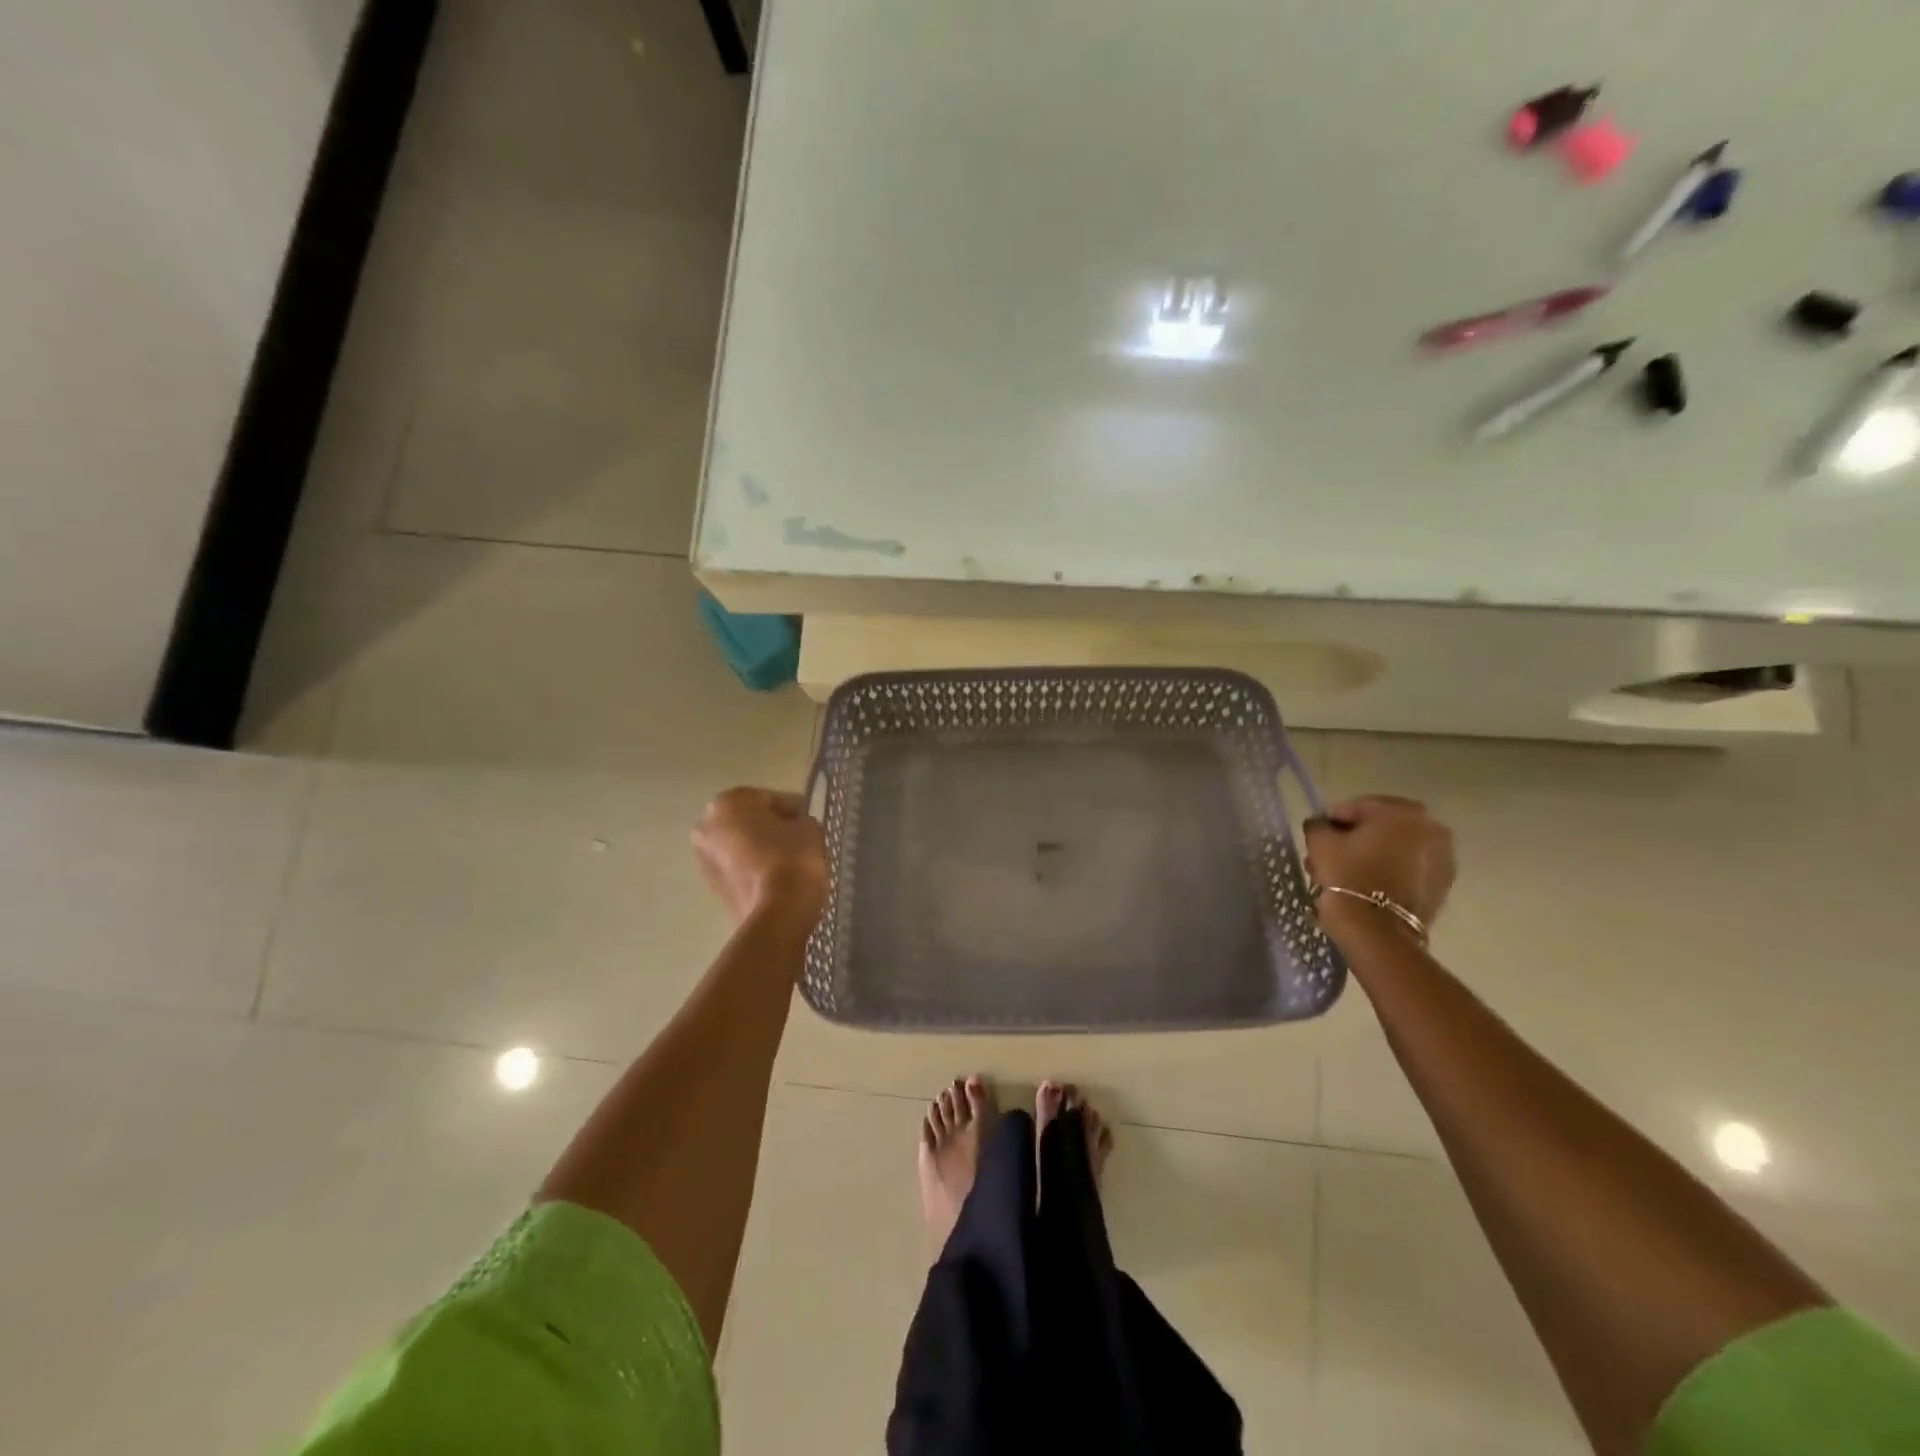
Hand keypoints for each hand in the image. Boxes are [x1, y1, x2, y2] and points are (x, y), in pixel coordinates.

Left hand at [692, 788, 827, 926]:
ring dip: (761, 849)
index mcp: (729, 802)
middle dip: (772, 828)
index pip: (771, 798)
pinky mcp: (711, 887)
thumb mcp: (809, 827)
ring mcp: (704, 858)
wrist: (777, 913)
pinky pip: (738, 868)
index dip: (795, 810)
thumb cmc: (792, 858)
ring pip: (741, 845)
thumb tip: (796, 827)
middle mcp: (707, 825)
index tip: (810, 823)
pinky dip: (754, 869)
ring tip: (789, 862)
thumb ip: (800, 820)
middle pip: (750, 821)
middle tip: (799, 840)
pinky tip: (777, 878)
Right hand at [1304, 794, 1455, 931]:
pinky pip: (1407, 869)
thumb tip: (1322, 825)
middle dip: (1352, 839)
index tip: (1316, 838)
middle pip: (1378, 827)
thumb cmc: (1348, 877)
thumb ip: (1318, 825)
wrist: (1378, 932)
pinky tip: (1365, 886)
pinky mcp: (1442, 885)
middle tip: (1328, 857)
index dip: (1331, 821)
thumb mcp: (1320, 843)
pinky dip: (1388, 871)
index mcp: (1402, 811)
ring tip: (1344, 875)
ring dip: (1369, 855)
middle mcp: (1431, 827)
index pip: (1356, 807)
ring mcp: (1442, 857)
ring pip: (1394, 848)